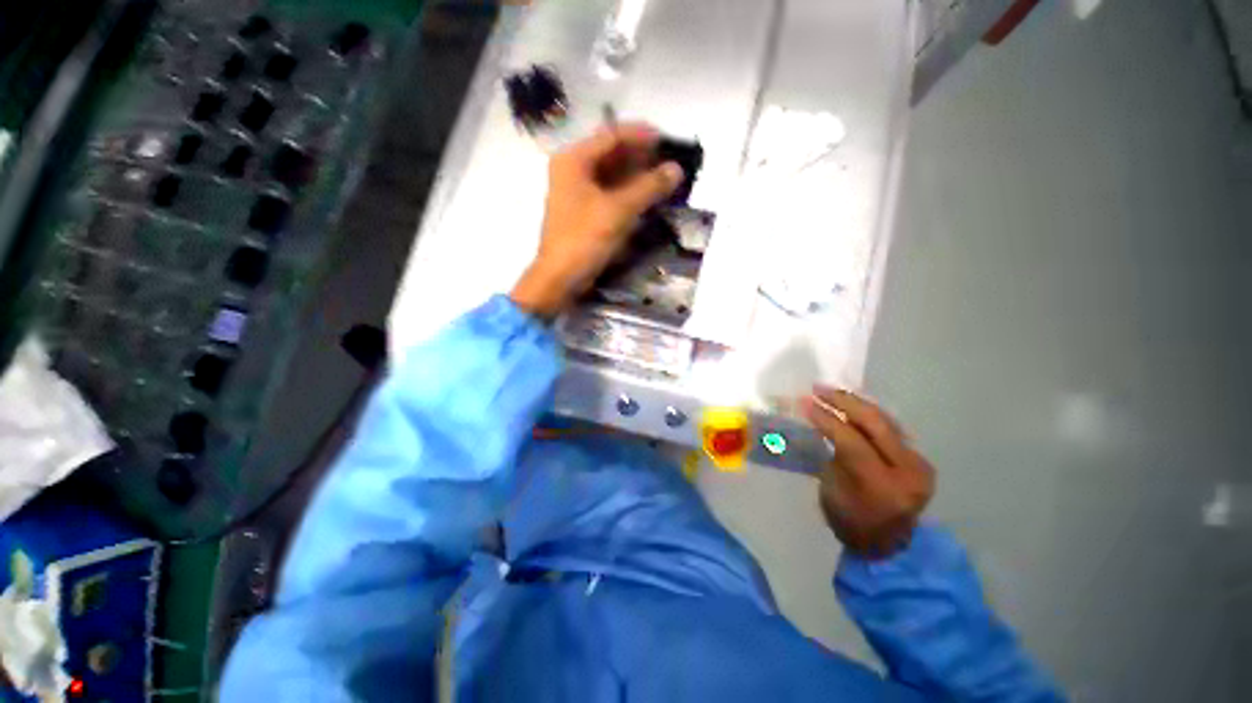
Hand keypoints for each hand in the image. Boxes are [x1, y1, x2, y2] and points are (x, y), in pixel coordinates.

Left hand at [510, 124, 683, 317]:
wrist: (560, 277)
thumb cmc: (585, 239)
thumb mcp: (619, 210)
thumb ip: (649, 187)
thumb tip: (676, 169)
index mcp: (574, 160)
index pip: (611, 135)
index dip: (641, 135)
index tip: (667, 140)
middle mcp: (572, 170)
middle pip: (611, 154)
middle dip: (641, 157)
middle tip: (669, 161)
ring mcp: (576, 192)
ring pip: (610, 175)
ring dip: (636, 176)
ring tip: (663, 179)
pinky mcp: (582, 212)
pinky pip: (608, 193)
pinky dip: (627, 193)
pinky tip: (646, 198)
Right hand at [801, 386, 935, 559]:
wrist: (887, 544)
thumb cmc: (849, 521)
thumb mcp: (831, 490)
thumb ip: (831, 455)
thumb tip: (819, 421)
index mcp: (882, 486)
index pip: (852, 440)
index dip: (826, 418)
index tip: (805, 402)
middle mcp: (908, 472)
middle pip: (875, 424)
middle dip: (843, 401)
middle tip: (817, 388)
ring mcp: (919, 464)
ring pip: (885, 421)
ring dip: (855, 403)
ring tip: (830, 391)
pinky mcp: (919, 459)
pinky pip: (890, 428)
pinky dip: (867, 414)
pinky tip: (850, 404)